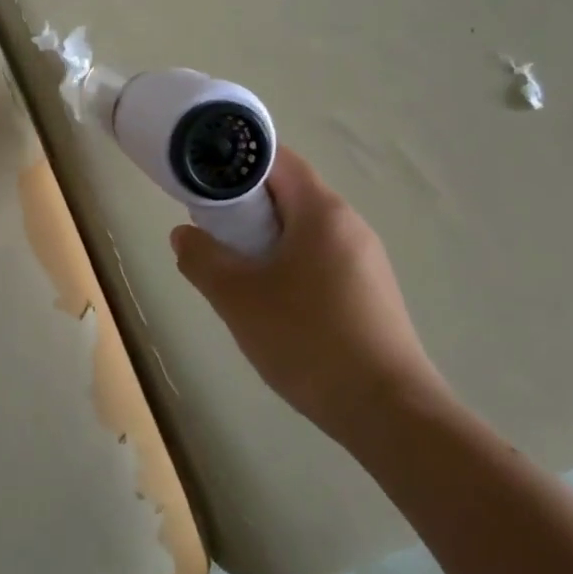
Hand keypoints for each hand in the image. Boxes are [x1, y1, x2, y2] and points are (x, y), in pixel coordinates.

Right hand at [169, 147, 446, 445]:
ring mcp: (365, 259)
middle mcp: (349, 224)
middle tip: (208, 230)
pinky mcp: (369, 291)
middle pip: (288, 193)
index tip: (201, 181)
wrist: (388, 413)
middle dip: (244, 205)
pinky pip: (318, 257)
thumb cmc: (308, 340)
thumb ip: (201, 258)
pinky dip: (286, 262)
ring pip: (302, 229)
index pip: (275, 159)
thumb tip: (184, 234)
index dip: (235, 161)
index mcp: (323, 211)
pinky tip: (269, 300)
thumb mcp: (237, 298)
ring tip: (232, 268)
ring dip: (263, 238)